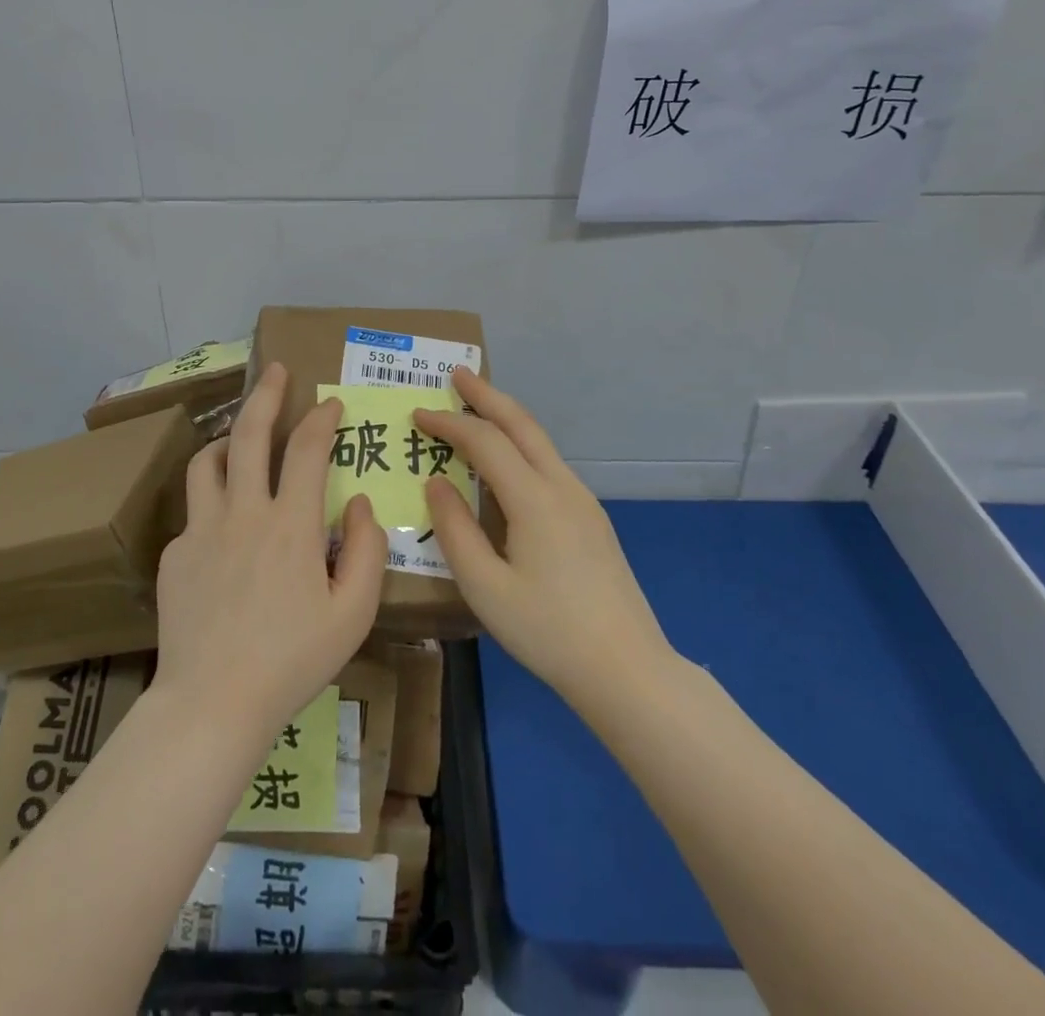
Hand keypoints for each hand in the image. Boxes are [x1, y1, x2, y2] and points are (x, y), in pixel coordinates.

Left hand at [154, 362, 387, 745]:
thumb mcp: (353, 614)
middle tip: (276, 370)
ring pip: (208, 460)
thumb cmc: (292, 661)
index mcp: (290, 524)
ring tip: (241, 439)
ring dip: (228, 439)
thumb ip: (367, 550)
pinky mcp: (175, 553)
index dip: (322, 418)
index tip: (331, 403)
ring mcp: (202, 529)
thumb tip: (358, 504)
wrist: (213, 702)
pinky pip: (195, 511)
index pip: (308, 449)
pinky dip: (213, 501)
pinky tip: (224, 527)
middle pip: (251, 432)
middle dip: (266, 393)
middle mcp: (243, 512)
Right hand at [415, 368, 672, 708]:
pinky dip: (521, 445)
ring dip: (507, 418)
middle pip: (522, 424)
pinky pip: (549, 464)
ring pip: (540, 442)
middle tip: (457, 375)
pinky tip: (507, 463)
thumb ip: (455, 530)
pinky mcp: (591, 519)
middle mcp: (562, 487)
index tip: (418, 415)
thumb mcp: (485, 587)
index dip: (449, 424)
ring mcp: (583, 501)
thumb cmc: (548, 631)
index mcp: (534, 499)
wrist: (627, 669)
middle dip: (487, 396)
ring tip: (477, 409)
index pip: (485, 442)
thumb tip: (435, 482)